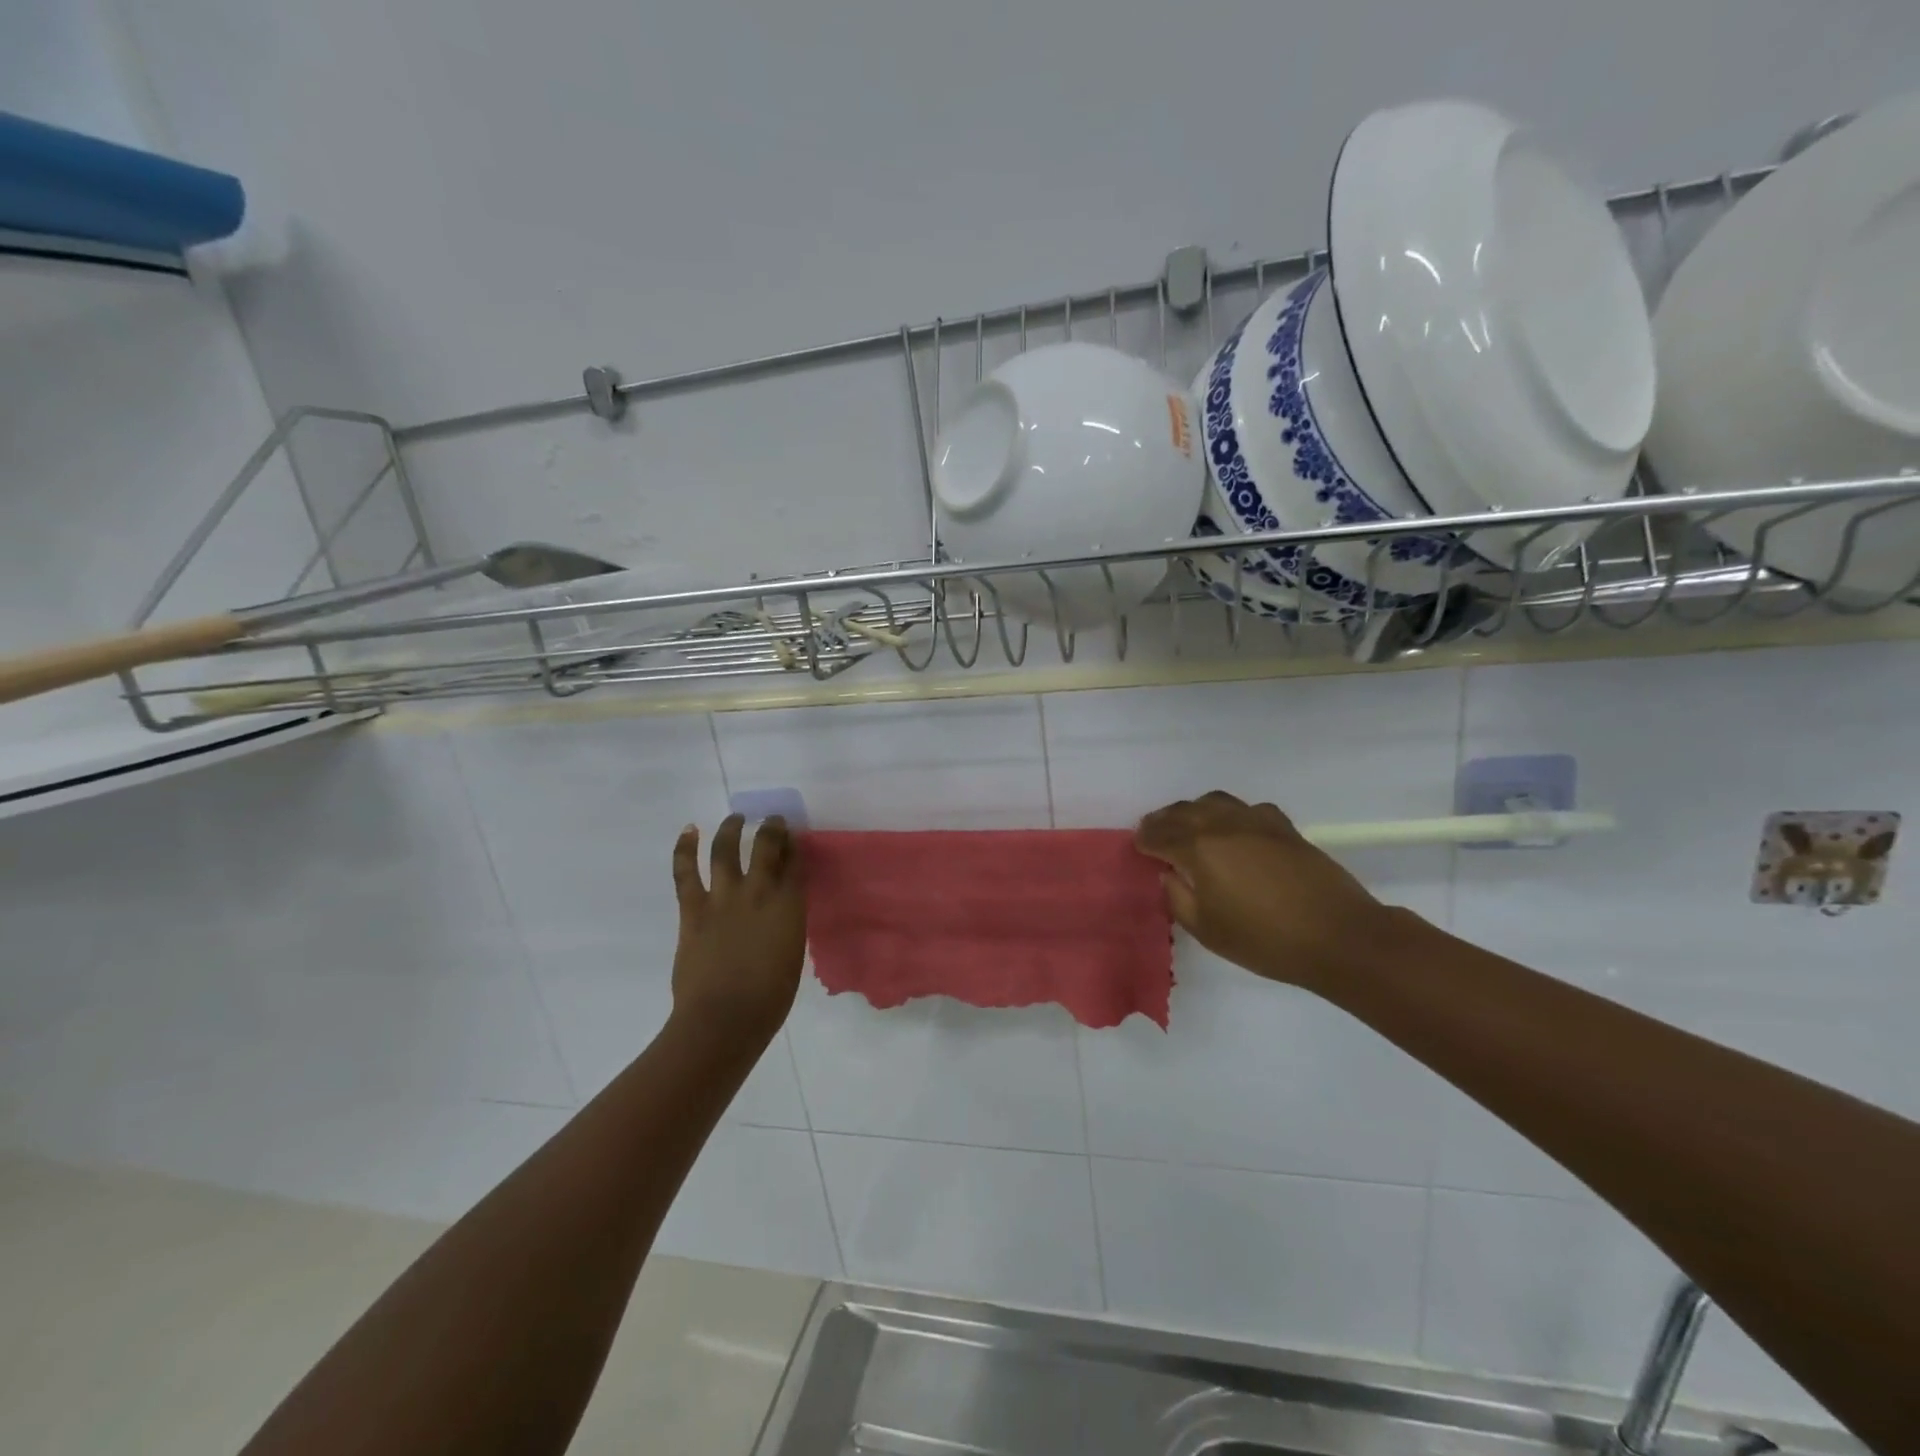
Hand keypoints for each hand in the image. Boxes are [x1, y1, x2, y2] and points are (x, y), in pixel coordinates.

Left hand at [670, 815, 806, 1040]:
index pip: (796, 862)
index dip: (796, 845)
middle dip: (772, 828)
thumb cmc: (769, 997)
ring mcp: (723, 897)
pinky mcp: (693, 909)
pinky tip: (690, 830)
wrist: (724, 1018)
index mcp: (790, 906)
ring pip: (726, 849)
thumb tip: (777, 913)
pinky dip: (686, 848)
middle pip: (766, 846)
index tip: (795, 837)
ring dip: (731, 829)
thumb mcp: (792, 953)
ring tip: (735, 818)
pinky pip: (686, 871)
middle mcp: (758, 892)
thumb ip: (786, 925)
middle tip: (773, 820)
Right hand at [1135, 791, 1401, 989]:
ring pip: (1214, 802)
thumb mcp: (1207, 930)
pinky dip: (1230, 814)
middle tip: (1154, 832)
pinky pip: (1246, 809)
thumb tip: (1170, 874)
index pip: (1161, 835)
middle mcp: (1223, 825)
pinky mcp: (1283, 827)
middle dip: (1164, 820)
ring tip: (1188, 825)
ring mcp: (1256, 821)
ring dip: (1194, 811)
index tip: (1138, 845)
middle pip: (1184, 812)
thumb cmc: (1265, 940)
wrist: (1338, 936)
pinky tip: (1234, 830)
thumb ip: (1179, 897)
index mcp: (1199, 848)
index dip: (1145, 839)